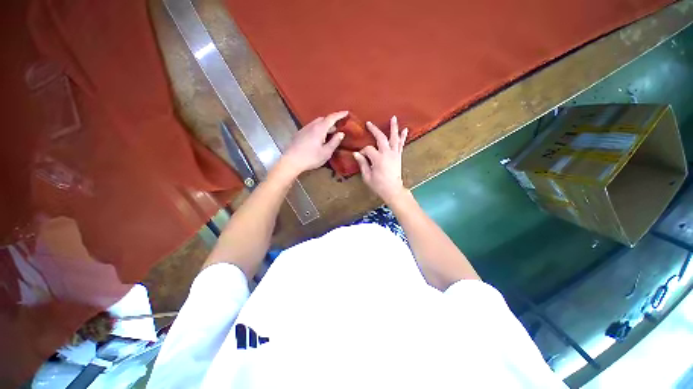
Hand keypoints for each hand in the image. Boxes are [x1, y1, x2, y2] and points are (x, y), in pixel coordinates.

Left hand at [280, 111, 347, 176]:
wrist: (291, 161)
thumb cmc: (311, 158)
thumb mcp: (326, 152)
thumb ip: (334, 142)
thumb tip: (341, 133)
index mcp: (319, 129)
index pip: (331, 118)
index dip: (340, 115)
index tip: (346, 112)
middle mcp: (311, 126)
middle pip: (323, 119)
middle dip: (332, 121)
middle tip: (338, 127)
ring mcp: (304, 129)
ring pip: (317, 123)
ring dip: (325, 125)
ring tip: (330, 133)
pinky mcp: (299, 134)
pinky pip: (312, 127)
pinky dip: (318, 129)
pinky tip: (319, 138)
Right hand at [353, 116, 407, 203]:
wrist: (393, 190)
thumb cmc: (378, 185)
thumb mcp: (367, 176)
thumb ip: (362, 164)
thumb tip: (356, 154)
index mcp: (378, 159)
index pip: (368, 149)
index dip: (363, 151)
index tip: (359, 155)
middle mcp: (387, 154)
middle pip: (381, 138)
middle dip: (374, 130)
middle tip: (369, 123)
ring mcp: (394, 154)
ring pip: (394, 138)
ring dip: (394, 128)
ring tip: (394, 118)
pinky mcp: (399, 156)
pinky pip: (401, 145)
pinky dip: (403, 137)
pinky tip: (404, 130)